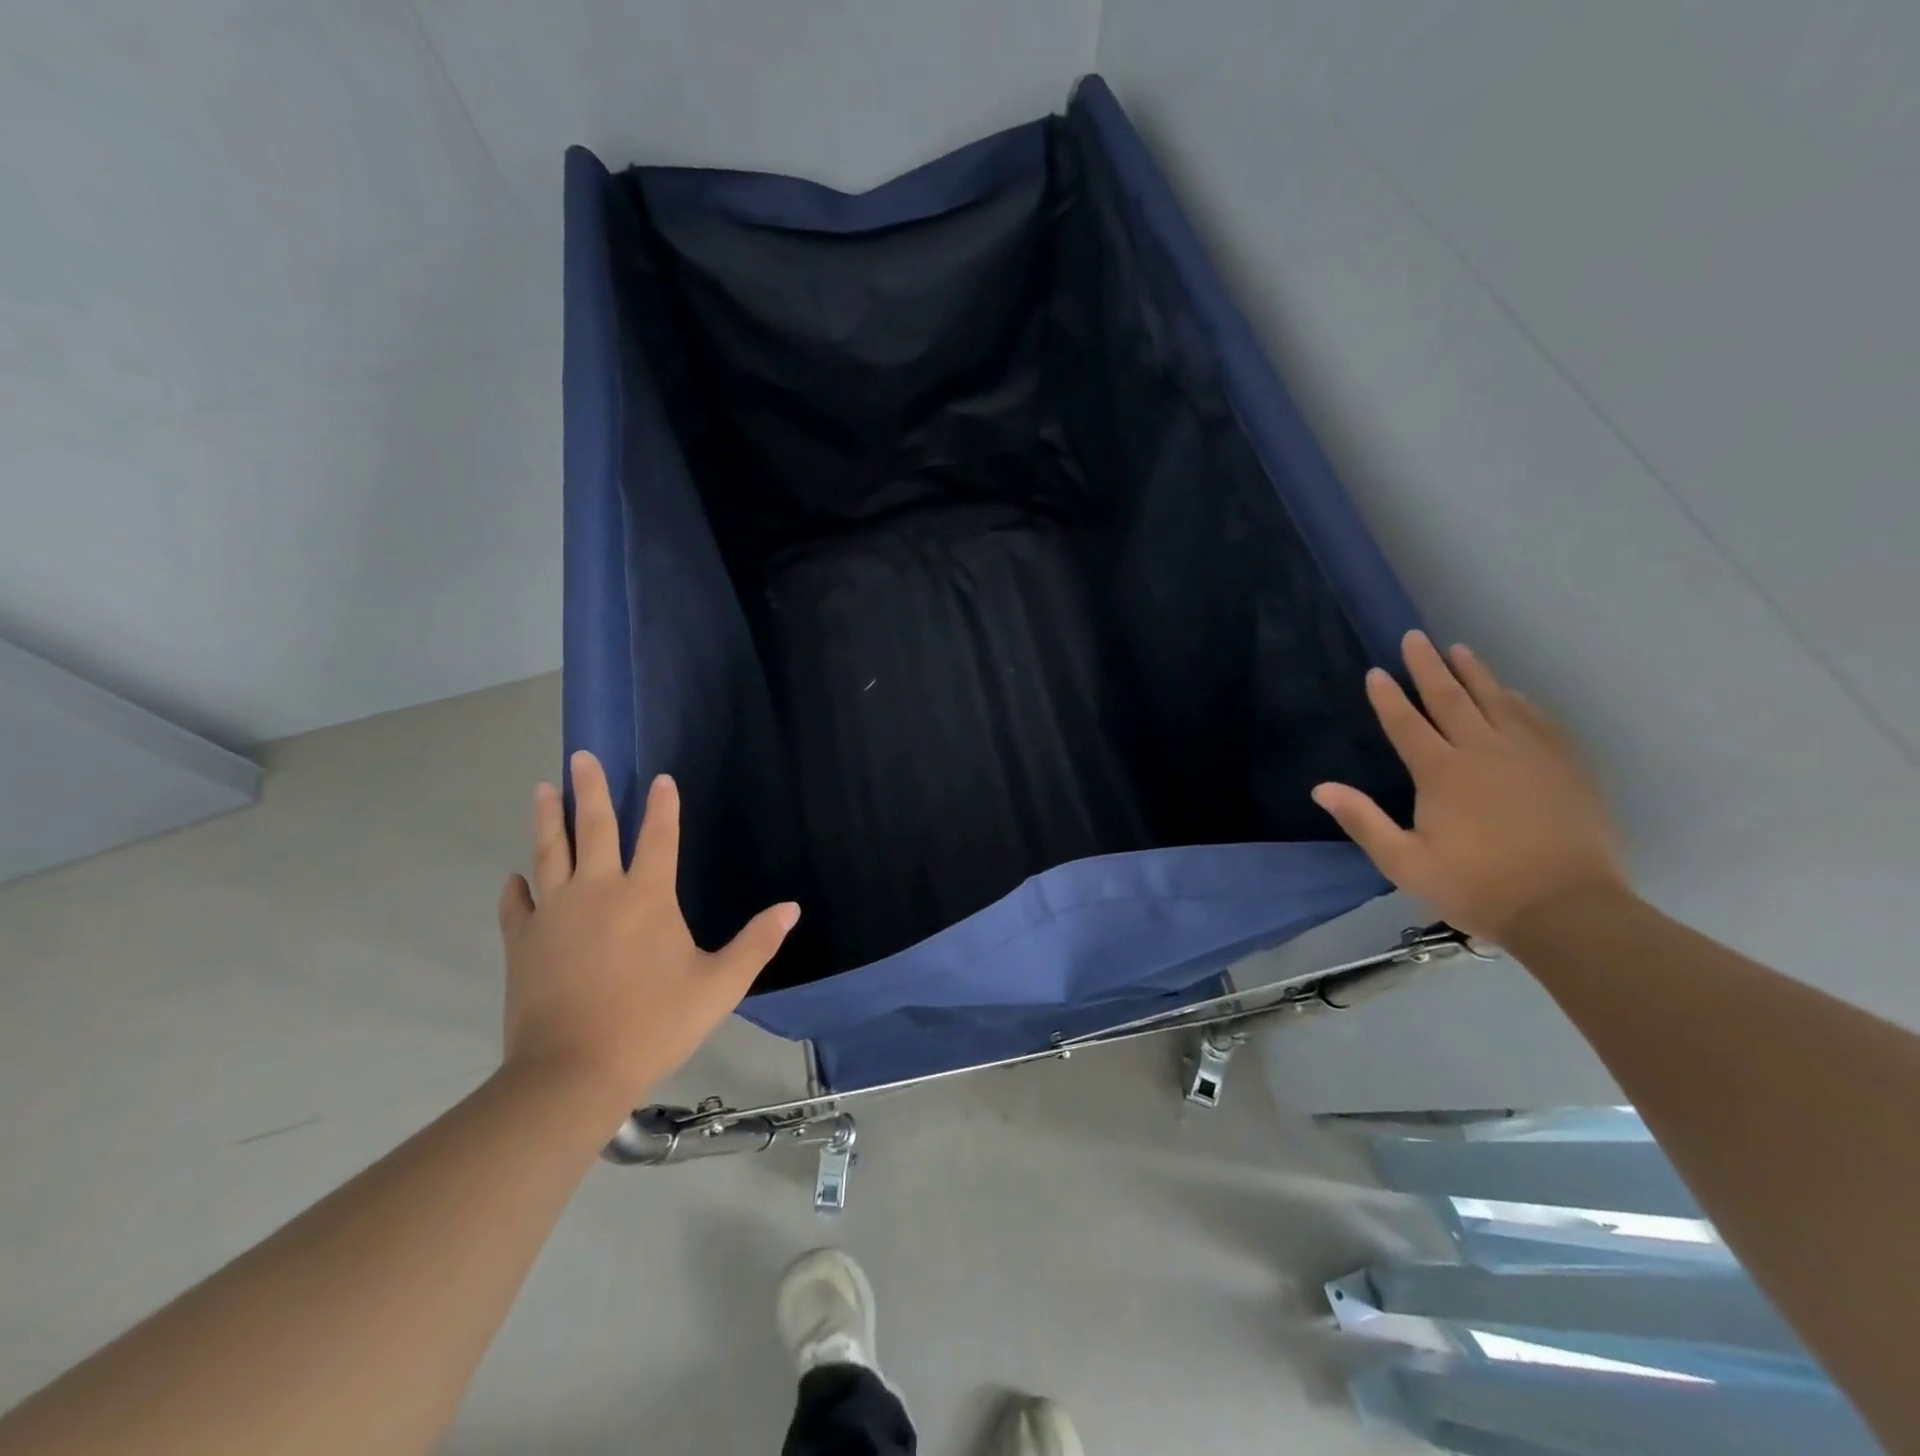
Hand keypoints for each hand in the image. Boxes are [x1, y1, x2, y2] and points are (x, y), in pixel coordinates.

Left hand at [497, 752, 799, 1110]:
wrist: (573, 1072)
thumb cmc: (654, 1023)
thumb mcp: (719, 985)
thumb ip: (756, 943)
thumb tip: (791, 908)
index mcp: (647, 896)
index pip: (659, 837)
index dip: (663, 805)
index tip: (661, 778)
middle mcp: (598, 891)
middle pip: (595, 829)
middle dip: (592, 790)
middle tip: (582, 756)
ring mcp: (555, 914)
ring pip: (549, 853)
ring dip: (548, 819)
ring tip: (543, 788)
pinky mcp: (523, 943)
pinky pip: (517, 905)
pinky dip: (516, 888)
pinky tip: (514, 877)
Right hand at [1312, 631, 1628, 942]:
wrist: (1568, 910)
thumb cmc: (1476, 887)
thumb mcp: (1405, 863)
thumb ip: (1363, 821)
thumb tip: (1321, 788)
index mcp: (1442, 773)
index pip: (1407, 724)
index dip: (1388, 697)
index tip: (1376, 671)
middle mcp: (1484, 751)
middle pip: (1451, 699)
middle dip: (1429, 667)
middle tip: (1416, 637)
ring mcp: (1530, 755)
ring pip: (1497, 701)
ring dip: (1475, 674)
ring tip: (1459, 649)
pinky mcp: (1566, 766)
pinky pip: (1539, 720)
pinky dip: (1520, 702)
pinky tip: (1513, 694)